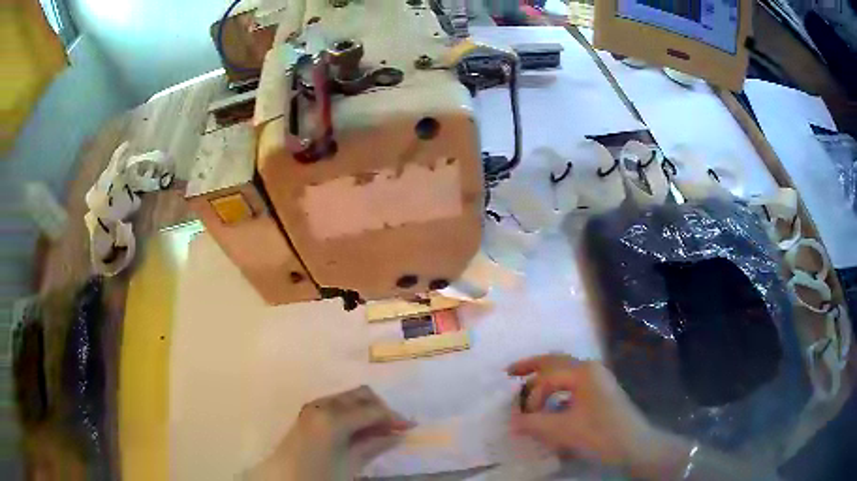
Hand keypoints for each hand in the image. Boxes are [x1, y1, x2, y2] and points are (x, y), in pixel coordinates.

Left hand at [248, 386, 412, 479]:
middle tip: (396, 427)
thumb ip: (374, 445)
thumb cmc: (319, 474)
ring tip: (381, 430)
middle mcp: (322, 405)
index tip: (410, 427)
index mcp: (333, 418)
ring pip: (349, 398)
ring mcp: (314, 407)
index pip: (372, 409)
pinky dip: (353, 413)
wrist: (284, 478)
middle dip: (381, 408)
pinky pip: (337, 405)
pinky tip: (361, 429)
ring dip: (367, 410)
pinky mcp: (309, 413)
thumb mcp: (351, 463)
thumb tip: (398, 435)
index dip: (394, 417)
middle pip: (361, 395)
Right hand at [508, 355, 691, 478]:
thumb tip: (512, 420)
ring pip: (565, 370)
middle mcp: (591, 368)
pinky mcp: (601, 391)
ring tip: (526, 384)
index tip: (524, 419)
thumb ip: (533, 424)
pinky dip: (557, 386)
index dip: (531, 397)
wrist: (634, 446)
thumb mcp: (562, 431)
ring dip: (545, 376)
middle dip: (531, 365)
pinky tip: (551, 400)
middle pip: (556, 360)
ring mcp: (598, 378)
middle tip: (509, 372)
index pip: (547, 377)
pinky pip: (573, 381)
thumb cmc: (600, 435)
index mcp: (583, 372)